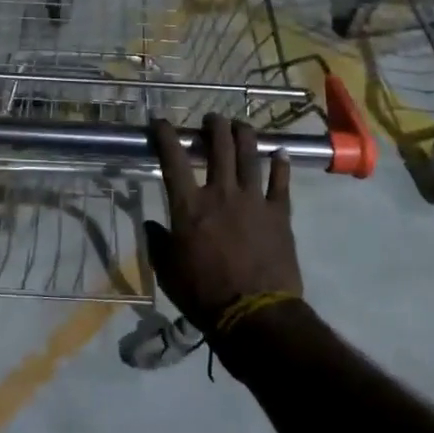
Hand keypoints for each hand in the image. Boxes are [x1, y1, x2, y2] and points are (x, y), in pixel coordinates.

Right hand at [145, 114, 303, 330]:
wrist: (254, 313)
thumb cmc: (203, 294)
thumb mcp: (168, 271)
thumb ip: (158, 243)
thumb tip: (152, 225)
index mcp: (189, 206)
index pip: (173, 159)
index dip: (166, 135)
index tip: (161, 121)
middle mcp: (221, 193)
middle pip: (219, 147)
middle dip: (214, 126)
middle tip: (212, 119)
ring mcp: (253, 200)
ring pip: (250, 154)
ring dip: (244, 134)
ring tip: (240, 124)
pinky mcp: (279, 213)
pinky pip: (281, 181)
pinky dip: (280, 164)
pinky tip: (280, 153)